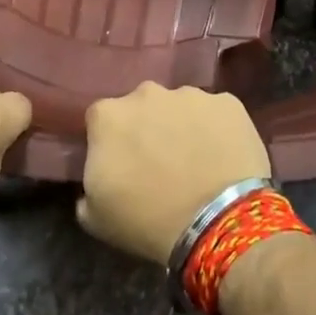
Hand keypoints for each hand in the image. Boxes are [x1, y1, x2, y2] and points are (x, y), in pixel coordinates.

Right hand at [78, 82, 271, 265]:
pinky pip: (216, 114)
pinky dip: (217, 129)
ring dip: (182, 126)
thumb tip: (98, 178)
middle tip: (159, 163)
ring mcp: (190, 95)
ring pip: (180, 107)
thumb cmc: (148, 220)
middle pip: (141, 107)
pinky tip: (222, 157)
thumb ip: (87, 187)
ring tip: (196, 162)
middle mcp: (146, 93)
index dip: (110, 143)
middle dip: (147, 128)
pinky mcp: (228, 103)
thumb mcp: (95, 216)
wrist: (217, 221)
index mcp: (108, 115)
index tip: (121, 165)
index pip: (101, 121)